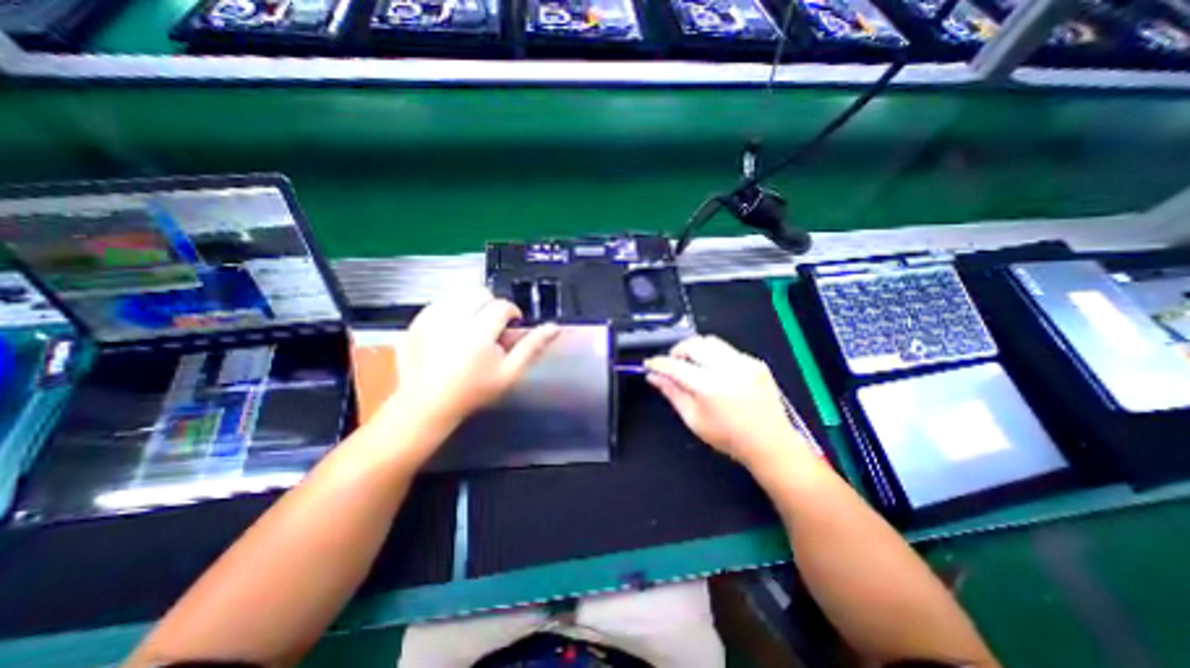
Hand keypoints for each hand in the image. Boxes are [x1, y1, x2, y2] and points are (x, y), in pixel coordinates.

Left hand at [389, 289, 559, 428]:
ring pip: (459, 293)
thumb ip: (532, 347)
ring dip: (472, 304)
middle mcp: (453, 321)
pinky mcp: (417, 321)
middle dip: (491, 305)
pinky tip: (454, 328)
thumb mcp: (509, 373)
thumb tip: (554, 327)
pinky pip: (441, 301)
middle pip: (480, 293)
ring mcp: (431, 319)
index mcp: (478, 334)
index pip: (502, 306)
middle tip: (492, 326)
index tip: (511, 325)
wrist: (427, 404)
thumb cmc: (473, 391)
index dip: (512, 313)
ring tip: (473, 325)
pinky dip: (452, 308)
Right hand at [646, 334, 813, 468]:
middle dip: (677, 350)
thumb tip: (653, 377)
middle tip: (672, 364)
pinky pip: (727, 349)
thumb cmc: (728, 437)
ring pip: (710, 341)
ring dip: (695, 349)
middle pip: (693, 344)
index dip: (658, 363)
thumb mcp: (693, 419)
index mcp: (709, 387)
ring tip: (692, 364)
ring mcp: (744, 362)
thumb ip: (672, 393)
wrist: (770, 443)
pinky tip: (715, 371)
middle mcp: (727, 368)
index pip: (675, 366)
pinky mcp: (755, 362)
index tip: (650, 364)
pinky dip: (714, 355)